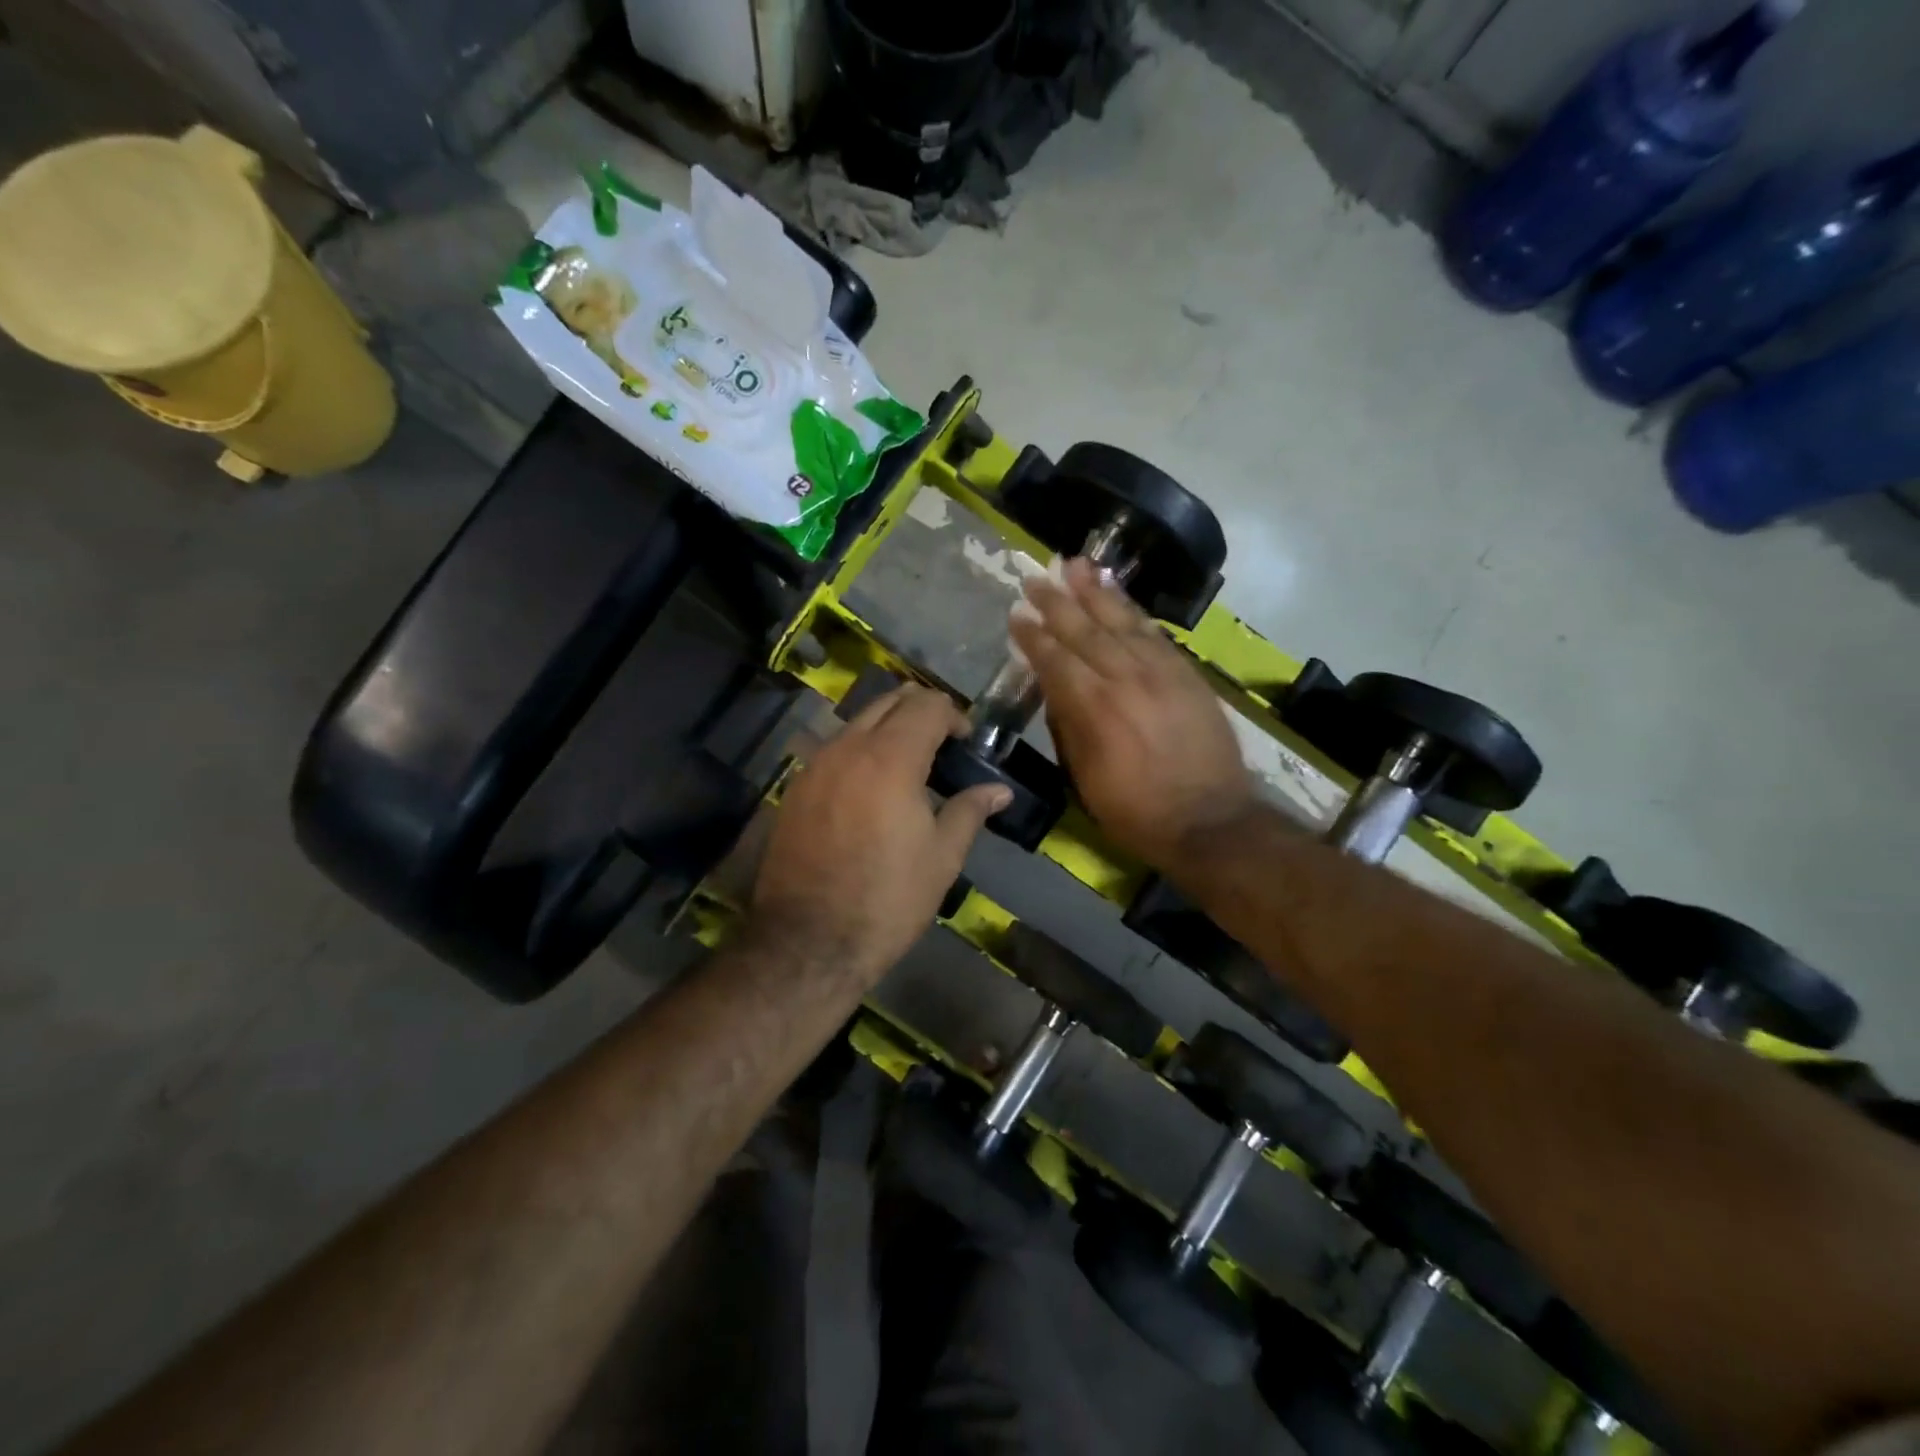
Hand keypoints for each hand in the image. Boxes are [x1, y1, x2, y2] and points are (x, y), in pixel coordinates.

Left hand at [751, 685, 1009, 988]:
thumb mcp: (942, 857)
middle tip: (942, 744)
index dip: (954, 716)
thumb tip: (1000, 790)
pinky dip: (859, 751)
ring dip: (887, 729)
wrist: (808, 941)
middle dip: (920, 711)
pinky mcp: (795, 788)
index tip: (966, 743)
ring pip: (857, 722)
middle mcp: (848, 748)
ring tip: (908, 766)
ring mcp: (815, 766)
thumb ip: (970, 811)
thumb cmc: (887, 899)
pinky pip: (833, 749)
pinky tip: (870, 789)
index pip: (927, 705)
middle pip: (888, 701)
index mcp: (891, 758)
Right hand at [1010, 559, 1255, 867]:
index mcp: (1092, 707)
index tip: (1016, 615)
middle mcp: (1124, 678)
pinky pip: (1155, 633)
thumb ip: (1067, 726)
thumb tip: (1054, 688)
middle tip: (1036, 578)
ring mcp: (1160, 672)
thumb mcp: (1084, 777)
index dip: (1033, 636)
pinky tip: (1119, 596)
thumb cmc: (1135, 810)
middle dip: (1057, 602)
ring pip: (1121, 621)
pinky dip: (1133, 611)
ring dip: (1095, 592)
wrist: (1210, 820)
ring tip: (1076, 565)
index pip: (1055, 659)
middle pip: (1084, 630)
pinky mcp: (1187, 674)